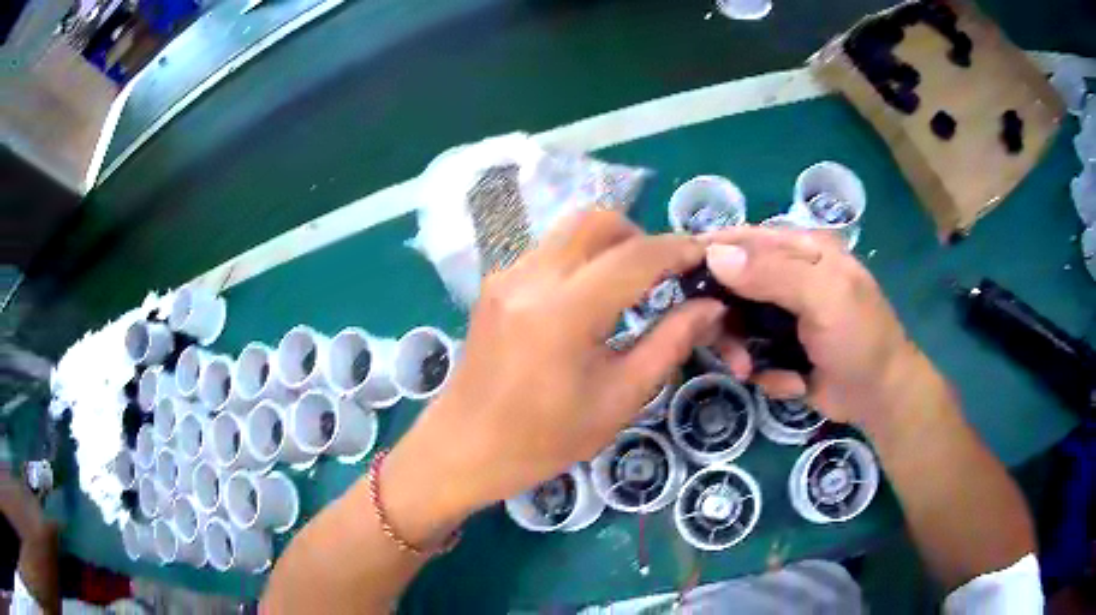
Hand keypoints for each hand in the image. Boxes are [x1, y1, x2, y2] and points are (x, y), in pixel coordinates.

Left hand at [386, 211, 724, 529]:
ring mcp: (507, 275)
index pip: (635, 256)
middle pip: (597, 221)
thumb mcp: (619, 399)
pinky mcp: (495, 283)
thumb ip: (670, 343)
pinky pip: (549, 250)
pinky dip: (582, 258)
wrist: (465, 447)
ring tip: (632, 285)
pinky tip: (591, 297)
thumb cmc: (544, 439)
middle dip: (641, 236)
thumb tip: (710, 307)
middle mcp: (531, 277)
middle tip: (664, 274)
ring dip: (610, 244)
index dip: (677, 249)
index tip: (704, 257)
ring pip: (570, 230)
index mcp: (565, 311)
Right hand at [703, 226, 928, 424]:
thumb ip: (774, 273)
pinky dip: (765, 372)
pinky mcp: (780, 347)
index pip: (743, 238)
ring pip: (735, 323)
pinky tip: (791, 383)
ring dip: (741, 351)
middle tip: (725, 347)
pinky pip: (751, 353)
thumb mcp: (825, 298)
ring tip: (750, 372)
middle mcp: (787, 275)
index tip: (675, 279)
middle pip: (730, 283)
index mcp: (801, 248)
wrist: (879, 398)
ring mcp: (782, 313)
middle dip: (724, 318)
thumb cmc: (860, 338)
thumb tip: (714, 254)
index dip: (708, 254)